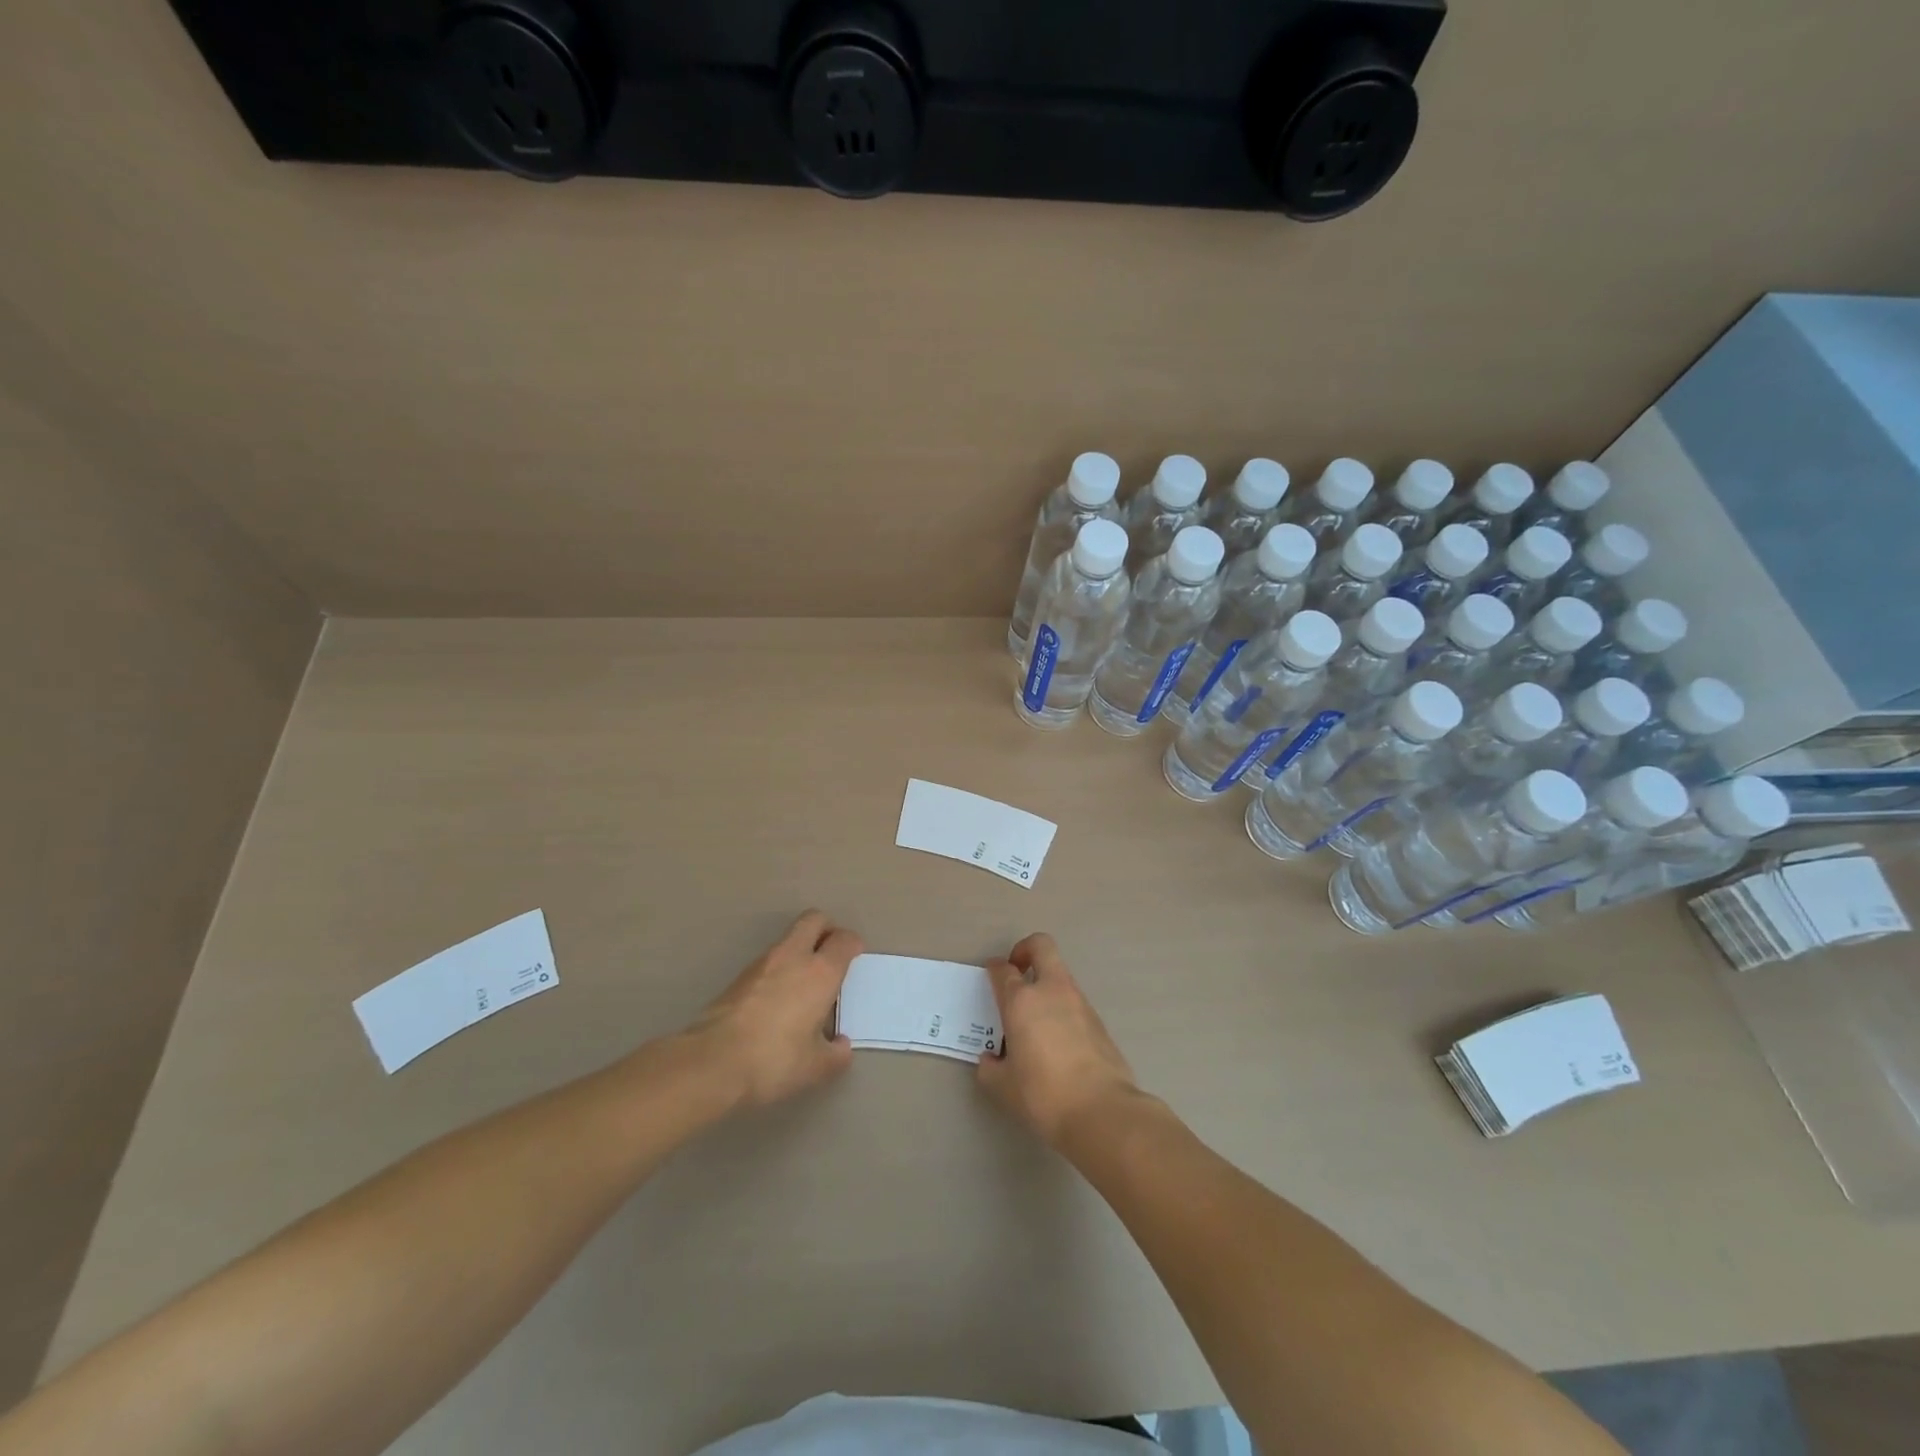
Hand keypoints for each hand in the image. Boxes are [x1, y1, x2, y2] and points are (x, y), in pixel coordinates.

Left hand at [689, 912, 861, 1106]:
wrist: (712, 1062)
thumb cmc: (775, 1060)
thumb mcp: (816, 1067)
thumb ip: (836, 1054)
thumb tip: (840, 1045)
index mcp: (820, 972)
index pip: (844, 940)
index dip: (853, 945)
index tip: (855, 958)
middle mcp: (793, 957)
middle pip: (814, 920)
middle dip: (826, 929)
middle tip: (831, 954)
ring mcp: (762, 963)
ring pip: (788, 939)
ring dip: (801, 949)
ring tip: (805, 983)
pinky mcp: (738, 977)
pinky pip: (769, 960)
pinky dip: (779, 968)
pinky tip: (778, 999)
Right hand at [977, 933, 1142, 1148]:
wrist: (1102, 1111)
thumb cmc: (1043, 1095)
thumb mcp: (1003, 1087)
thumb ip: (991, 1068)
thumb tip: (991, 1060)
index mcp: (1022, 1001)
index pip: (1004, 970)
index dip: (994, 969)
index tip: (991, 975)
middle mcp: (1051, 991)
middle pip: (1041, 946)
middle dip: (1026, 950)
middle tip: (1017, 972)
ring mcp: (1080, 1003)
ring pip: (1060, 975)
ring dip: (1046, 984)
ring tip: (1035, 1019)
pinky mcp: (1099, 1021)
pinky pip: (1074, 1002)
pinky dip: (1062, 1009)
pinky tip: (1056, 1041)